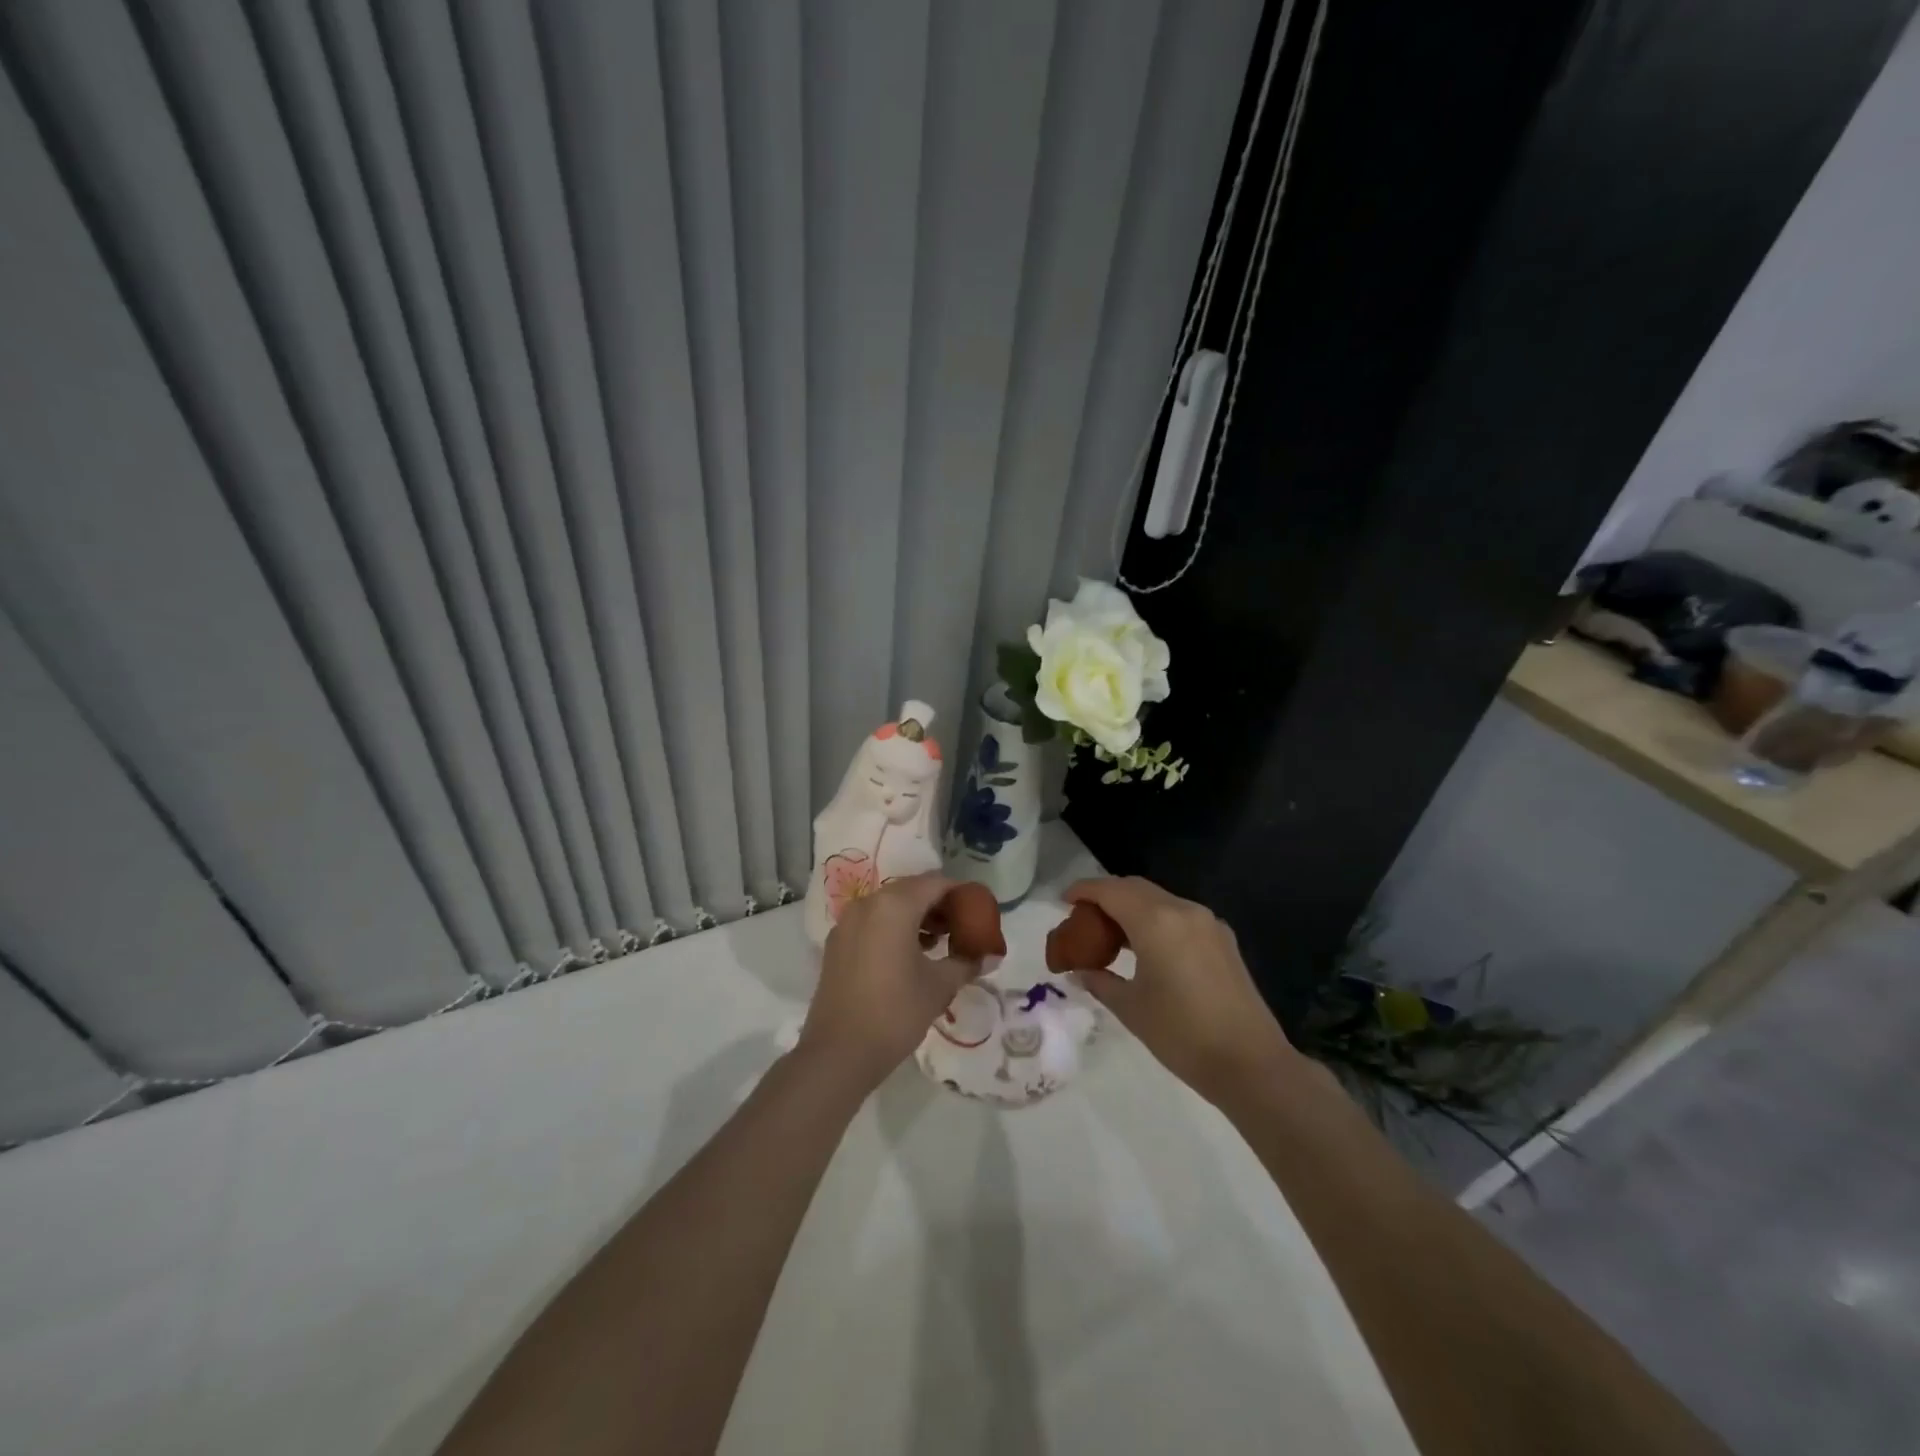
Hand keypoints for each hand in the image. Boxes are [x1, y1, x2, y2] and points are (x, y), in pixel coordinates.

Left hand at [798, 874, 985, 1094]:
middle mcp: (868, 903)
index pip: (936, 883)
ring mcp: (847, 922)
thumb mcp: (939, 986)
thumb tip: (989, 956)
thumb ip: (966, 962)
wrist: (838, 1054)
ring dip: (916, 917)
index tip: (978, 912)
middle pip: (911, 890)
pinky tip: (909, 955)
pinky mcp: (837, 943)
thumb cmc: (895, 1013)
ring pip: (890, 905)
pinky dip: (894, 928)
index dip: (961, 893)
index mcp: (894, 905)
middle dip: (938, 905)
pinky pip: (872, 922)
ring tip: (939, 944)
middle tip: (961, 928)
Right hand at [1065, 876, 1301, 1105]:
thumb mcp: (1131, 1008)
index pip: (1110, 891)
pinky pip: (1179, 916)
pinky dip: (1155, 920)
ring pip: (1159, 900)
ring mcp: (1207, 923)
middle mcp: (1183, 910)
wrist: (1251, 1064)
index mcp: (1156, 921)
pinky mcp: (1222, 940)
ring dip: (1131, 908)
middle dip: (1106, 896)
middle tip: (1083, 918)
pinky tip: (1145, 947)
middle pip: (1135, 888)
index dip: (1084, 891)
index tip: (1063, 900)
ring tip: (1110, 934)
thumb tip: (1079, 972)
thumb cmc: (1182, 1035)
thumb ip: (1100, 981)